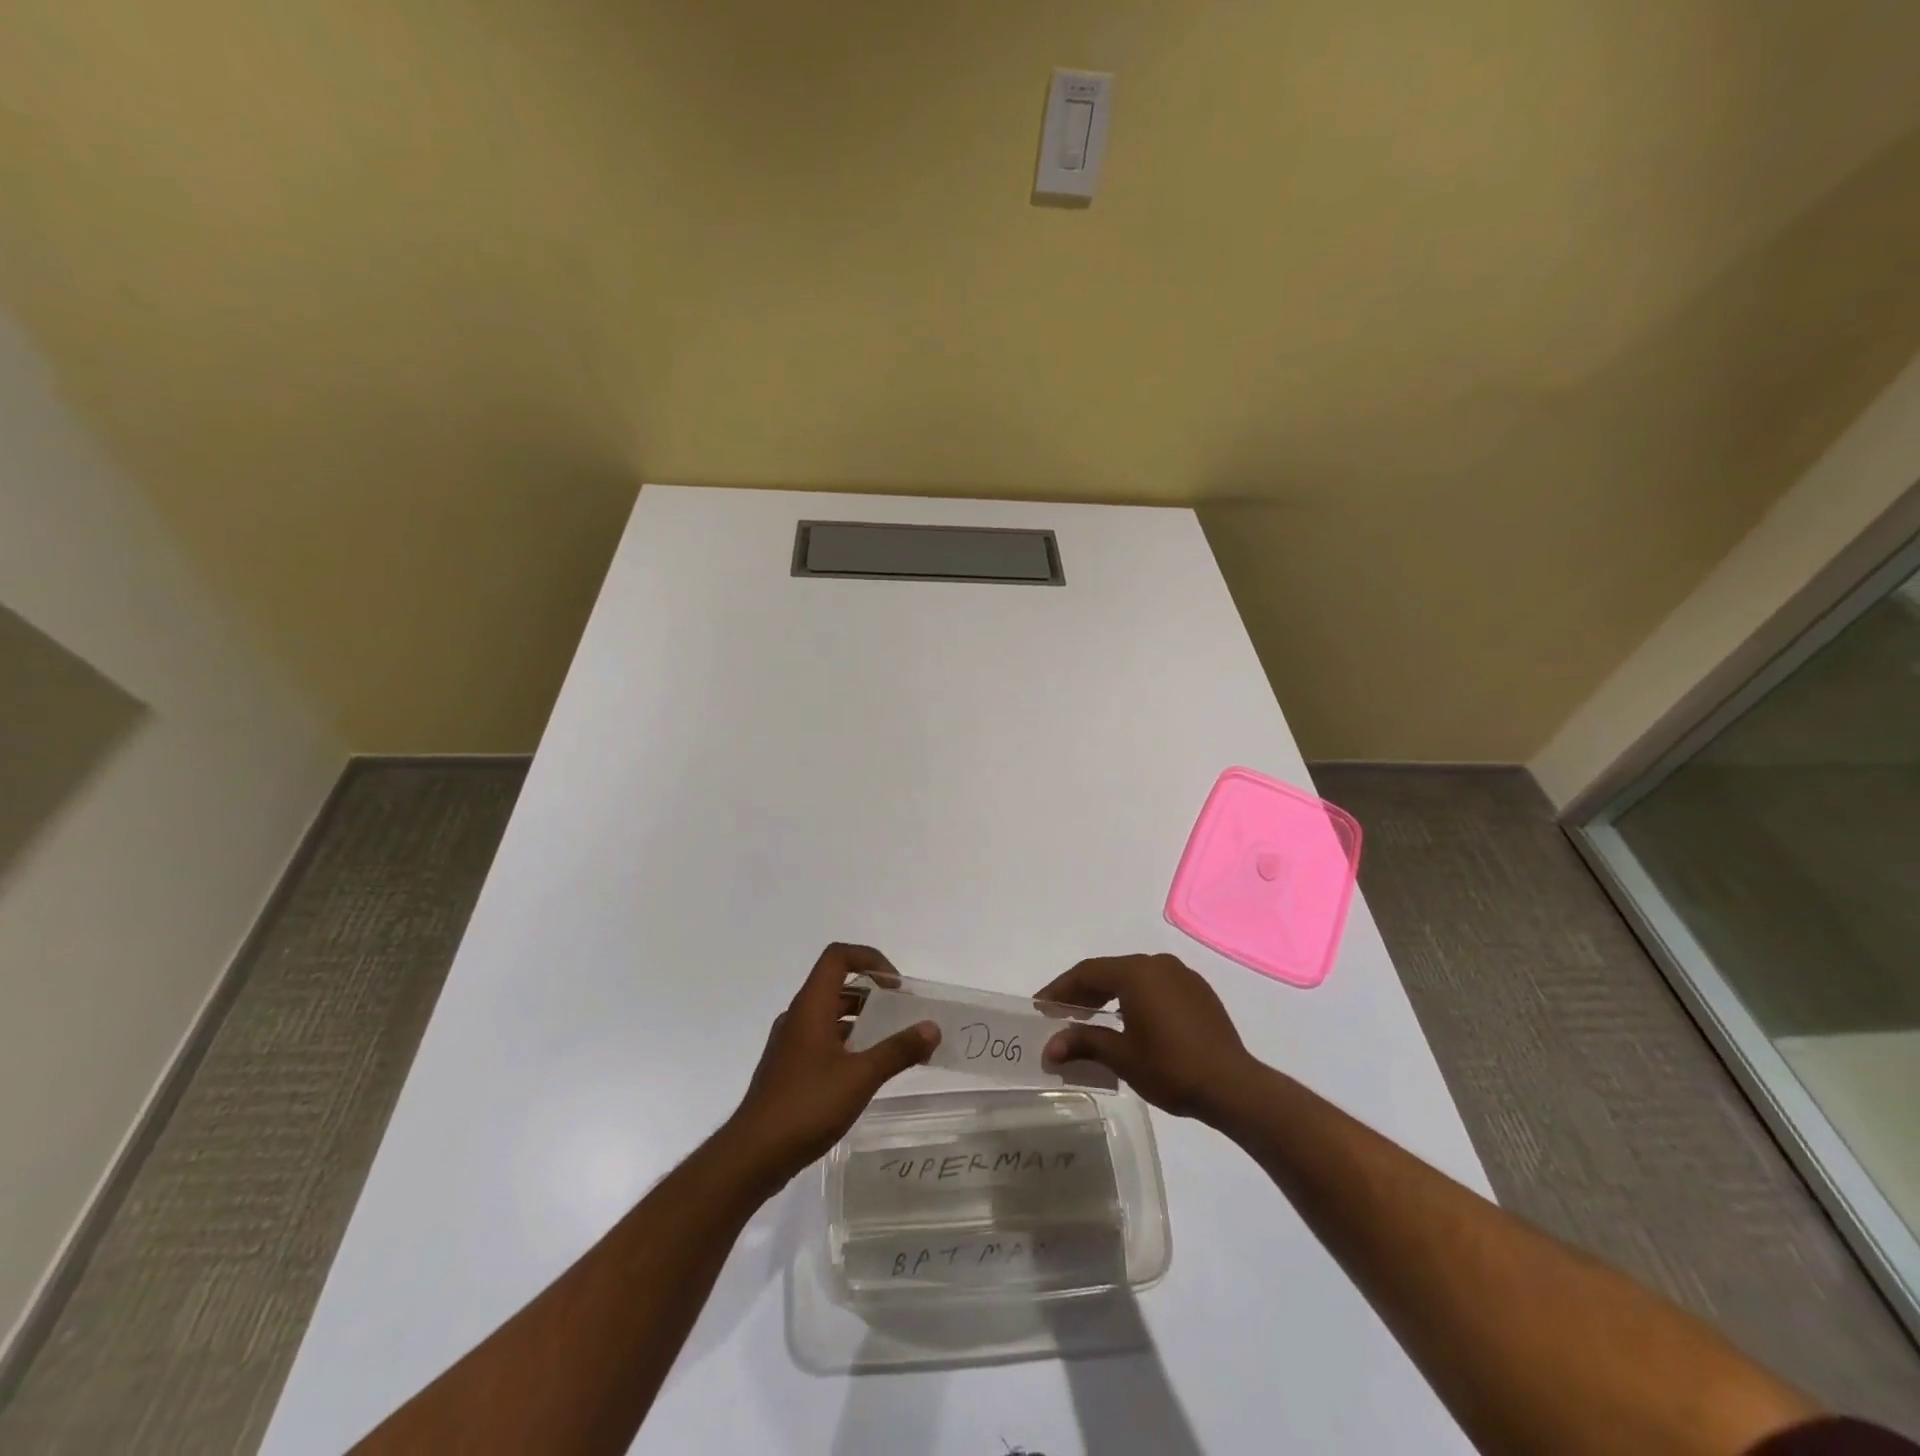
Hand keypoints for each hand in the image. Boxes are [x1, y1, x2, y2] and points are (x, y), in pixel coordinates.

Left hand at [724, 944, 938, 1189]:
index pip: (838, 956)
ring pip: (829, 1014)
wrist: (753, 1155)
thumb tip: (932, 1027)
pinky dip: (847, 1042)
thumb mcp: (860, 1077)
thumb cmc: (806, 1105)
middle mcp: (797, 1016)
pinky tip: (864, 1071)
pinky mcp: (788, 1069)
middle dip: (872, 992)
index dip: (869, 958)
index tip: (896, 986)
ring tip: (890, 1042)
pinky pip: (822, 1039)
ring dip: (860, 1019)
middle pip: (836, 984)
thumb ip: (898, 1050)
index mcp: (811, 1006)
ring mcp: (789, 1043)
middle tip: (902, 1013)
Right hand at [1036, 953, 1258, 1120]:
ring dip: (1108, 994)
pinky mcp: (1198, 991)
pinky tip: (1128, 1020)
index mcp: (1136, 972)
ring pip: (1133, 977)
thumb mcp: (1122, 1057)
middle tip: (1059, 1013)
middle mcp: (1157, 964)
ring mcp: (1181, 975)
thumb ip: (1083, 1043)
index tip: (1040, 1007)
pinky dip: (1134, 998)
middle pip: (1109, 972)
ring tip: (1089, 1018)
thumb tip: (1049, 1048)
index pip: (1087, 973)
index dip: (1060, 989)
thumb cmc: (1171, 1068)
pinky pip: (1155, 986)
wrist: (1234, 1086)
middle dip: (1082, 991)